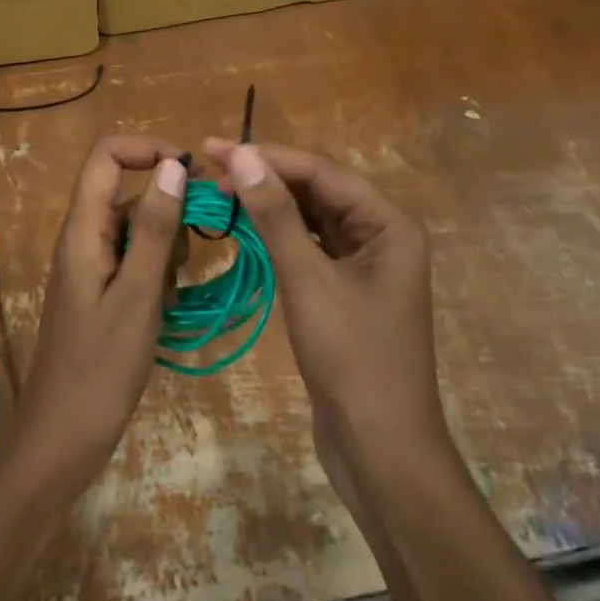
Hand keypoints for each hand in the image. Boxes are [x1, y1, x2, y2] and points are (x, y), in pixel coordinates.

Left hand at [6, 135, 187, 500]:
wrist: (61, 439)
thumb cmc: (100, 369)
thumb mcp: (137, 295)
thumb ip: (154, 228)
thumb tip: (173, 164)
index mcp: (83, 229)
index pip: (106, 155)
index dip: (147, 149)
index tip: (192, 173)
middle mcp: (84, 237)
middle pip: (127, 189)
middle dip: (169, 202)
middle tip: (204, 238)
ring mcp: (92, 265)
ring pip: (137, 225)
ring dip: (167, 242)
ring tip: (176, 286)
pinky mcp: (102, 290)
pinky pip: (135, 258)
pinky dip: (158, 270)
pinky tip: (168, 305)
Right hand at [201, 140, 442, 473]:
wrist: (382, 451)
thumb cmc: (352, 361)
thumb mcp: (309, 282)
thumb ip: (276, 216)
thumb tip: (242, 155)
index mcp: (388, 224)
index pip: (322, 171)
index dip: (268, 156)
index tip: (214, 149)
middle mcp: (381, 234)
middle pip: (319, 189)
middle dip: (267, 176)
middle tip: (210, 168)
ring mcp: (364, 264)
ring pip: (312, 217)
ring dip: (270, 203)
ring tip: (221, 191)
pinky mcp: (346, 289)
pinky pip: (310, 246)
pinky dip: (278, 235)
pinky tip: (246, 228)